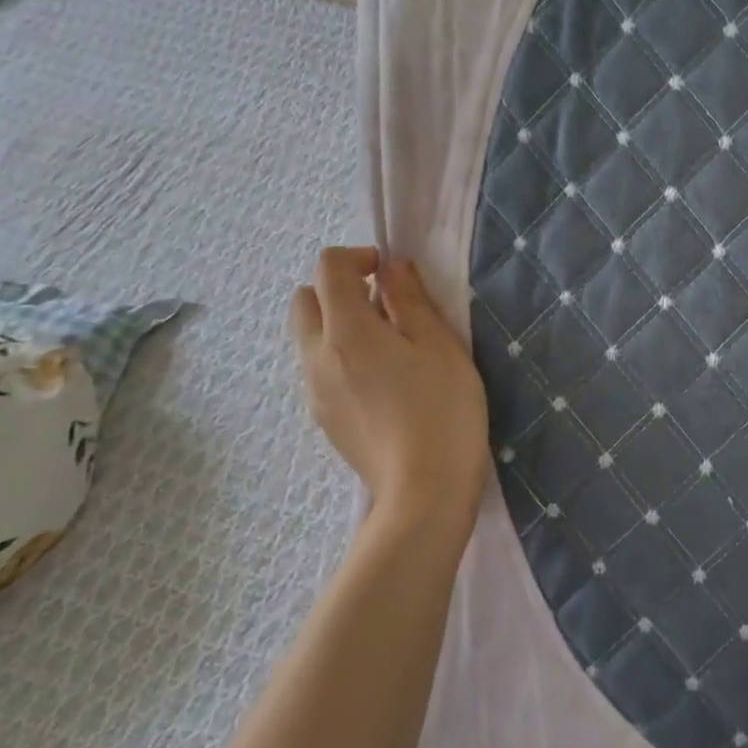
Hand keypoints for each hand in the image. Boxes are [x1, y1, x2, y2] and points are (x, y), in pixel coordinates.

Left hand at [288, 248, 489, 538]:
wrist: (424, 490)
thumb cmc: (442, 409)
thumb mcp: (440, 346)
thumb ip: (411, 301)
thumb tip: (392, 269)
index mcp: (346, 332)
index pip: (328, 269)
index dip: (359, 257)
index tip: (393, 274)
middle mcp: (316, 357)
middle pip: (305, 301)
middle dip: (338, 289)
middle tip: (385, 306)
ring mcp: (314, 392)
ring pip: (309, 337)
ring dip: (339, 324)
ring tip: (390, 347)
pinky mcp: (323, 419)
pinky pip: (320, 369)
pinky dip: (341, 357)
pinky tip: (383, 383)